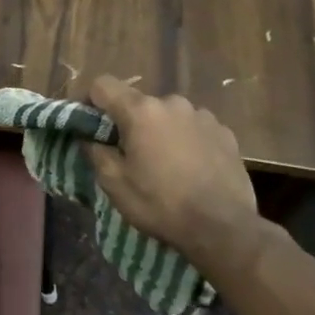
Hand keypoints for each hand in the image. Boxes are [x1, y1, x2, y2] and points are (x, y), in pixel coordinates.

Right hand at [86, 76, 265, 269]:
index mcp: (140, 110)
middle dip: (128, 122)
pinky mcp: (225, 132)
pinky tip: (191, 167)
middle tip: (129, 153)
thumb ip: (95, 151)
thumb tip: (89, 136)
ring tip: (164, 162)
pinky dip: (186, 139)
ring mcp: (202, 115)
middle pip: (138, 102)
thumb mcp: (114, 184)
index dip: (90, 101)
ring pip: (167, 115)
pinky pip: (194, 127)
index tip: (89, 124)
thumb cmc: (161, 204)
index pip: (102, 85)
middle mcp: (172, 103)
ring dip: (159, 130)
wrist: (224, 229)